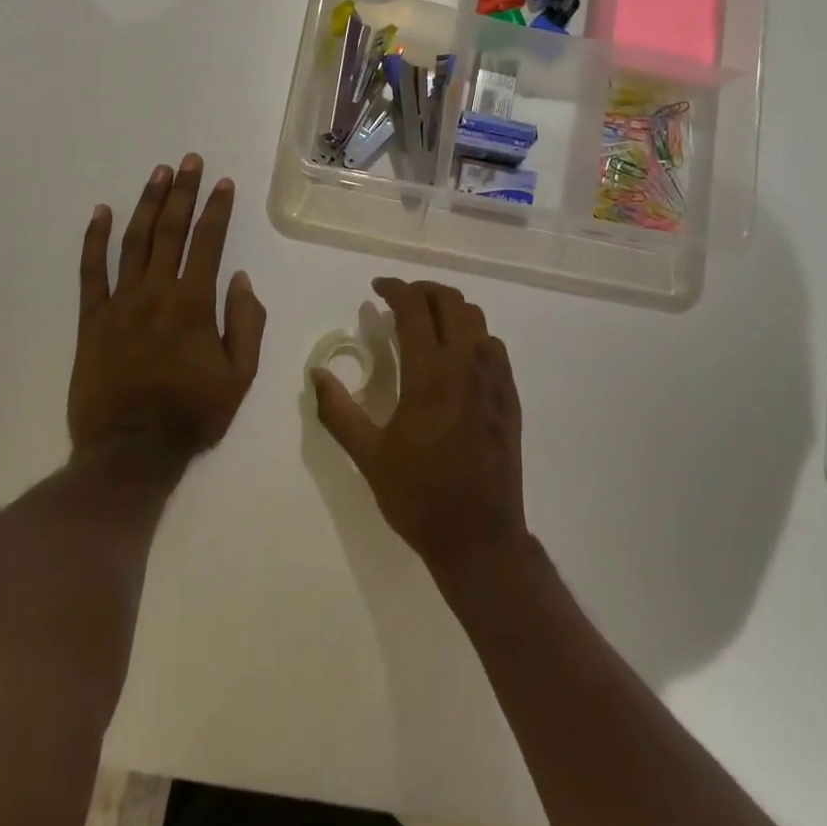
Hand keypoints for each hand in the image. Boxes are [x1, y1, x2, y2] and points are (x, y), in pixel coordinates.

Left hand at [68, 155, 266, 470]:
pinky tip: (101, 212)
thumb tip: (240, 279)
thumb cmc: (192, 414)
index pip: (208, 244)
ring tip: (158, 174)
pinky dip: (94, 240)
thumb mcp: (240, 376)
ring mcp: (120, 303)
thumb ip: (246, 324)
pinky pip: (90, 271)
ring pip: (133, 241)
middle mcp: (156, 293)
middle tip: (190, 162)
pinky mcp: (91, 319)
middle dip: (183, 192)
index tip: (224, 183)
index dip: (217, 210)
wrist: (130, 450)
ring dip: (147, 204)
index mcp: (194, 305)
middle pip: (170, 231)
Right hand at [311, 277, 528, 574]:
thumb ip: (338, 411)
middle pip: (450, 301)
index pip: (415, 308)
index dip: (394, 289)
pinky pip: (493, 346)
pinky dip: (471, 334)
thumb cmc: (419, 496)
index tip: (377, 289)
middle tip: (399, 300)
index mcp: (431, 374)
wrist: (479, 536)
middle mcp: (467, 364)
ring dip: (449, 309)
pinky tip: (455, 356)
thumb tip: (317, 374)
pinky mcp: (509, 396)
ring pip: (476, 319)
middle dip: (422, 290)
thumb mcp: (368, 456)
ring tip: (425, 322)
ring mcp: (494, 379)